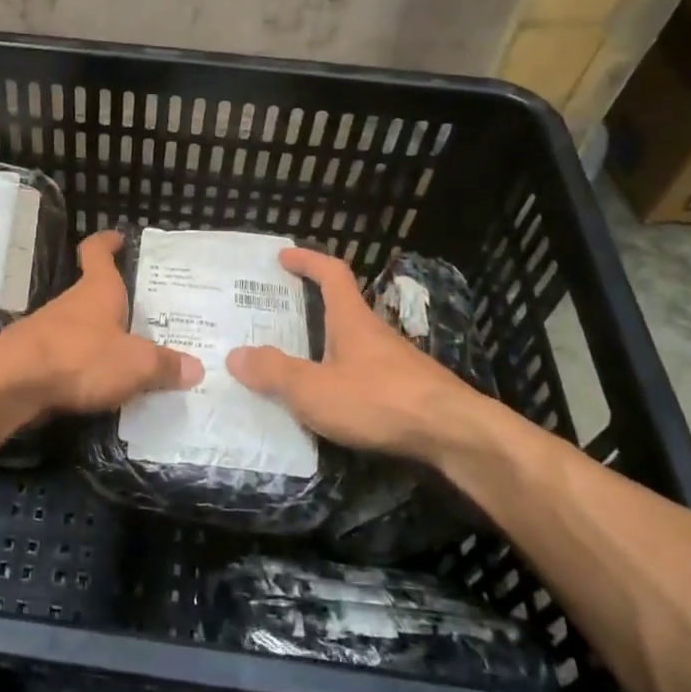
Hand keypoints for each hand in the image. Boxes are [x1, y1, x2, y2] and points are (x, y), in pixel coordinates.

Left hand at [0, 231, 202, 414]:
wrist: (13, 383)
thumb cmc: (81, 357)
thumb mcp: (136, 364)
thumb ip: (165, 365)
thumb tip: (195, 368)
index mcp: (98, 290)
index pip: (98, 251)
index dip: (107, 242)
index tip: (118, 238)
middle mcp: (73, 303)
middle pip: (94, 293)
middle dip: (117, 302)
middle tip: (148, 315)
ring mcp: (50, 330)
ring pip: (82, 327)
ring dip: (101, 338)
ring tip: (132, 357)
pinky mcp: (37, 360)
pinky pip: (70, 357)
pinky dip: (86, 366)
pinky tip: (103, 386)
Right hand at [226, 248, 500, 461]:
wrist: (455, 435)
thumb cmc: (379, 400)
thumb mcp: (314, 389)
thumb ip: (274, 372)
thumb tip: (235, 355)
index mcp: (352, 320)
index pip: (331, 274)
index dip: (307, 261)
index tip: (284, 256)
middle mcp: (375, 333)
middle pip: (342, 309)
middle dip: (310, 308)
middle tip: (276, 317)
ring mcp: (396, 363)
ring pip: (353, 345)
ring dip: (325, 347)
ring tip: (294, 365)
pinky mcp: (409, 392)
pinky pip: (366, 374)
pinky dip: (343, 378)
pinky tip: (330, 404)